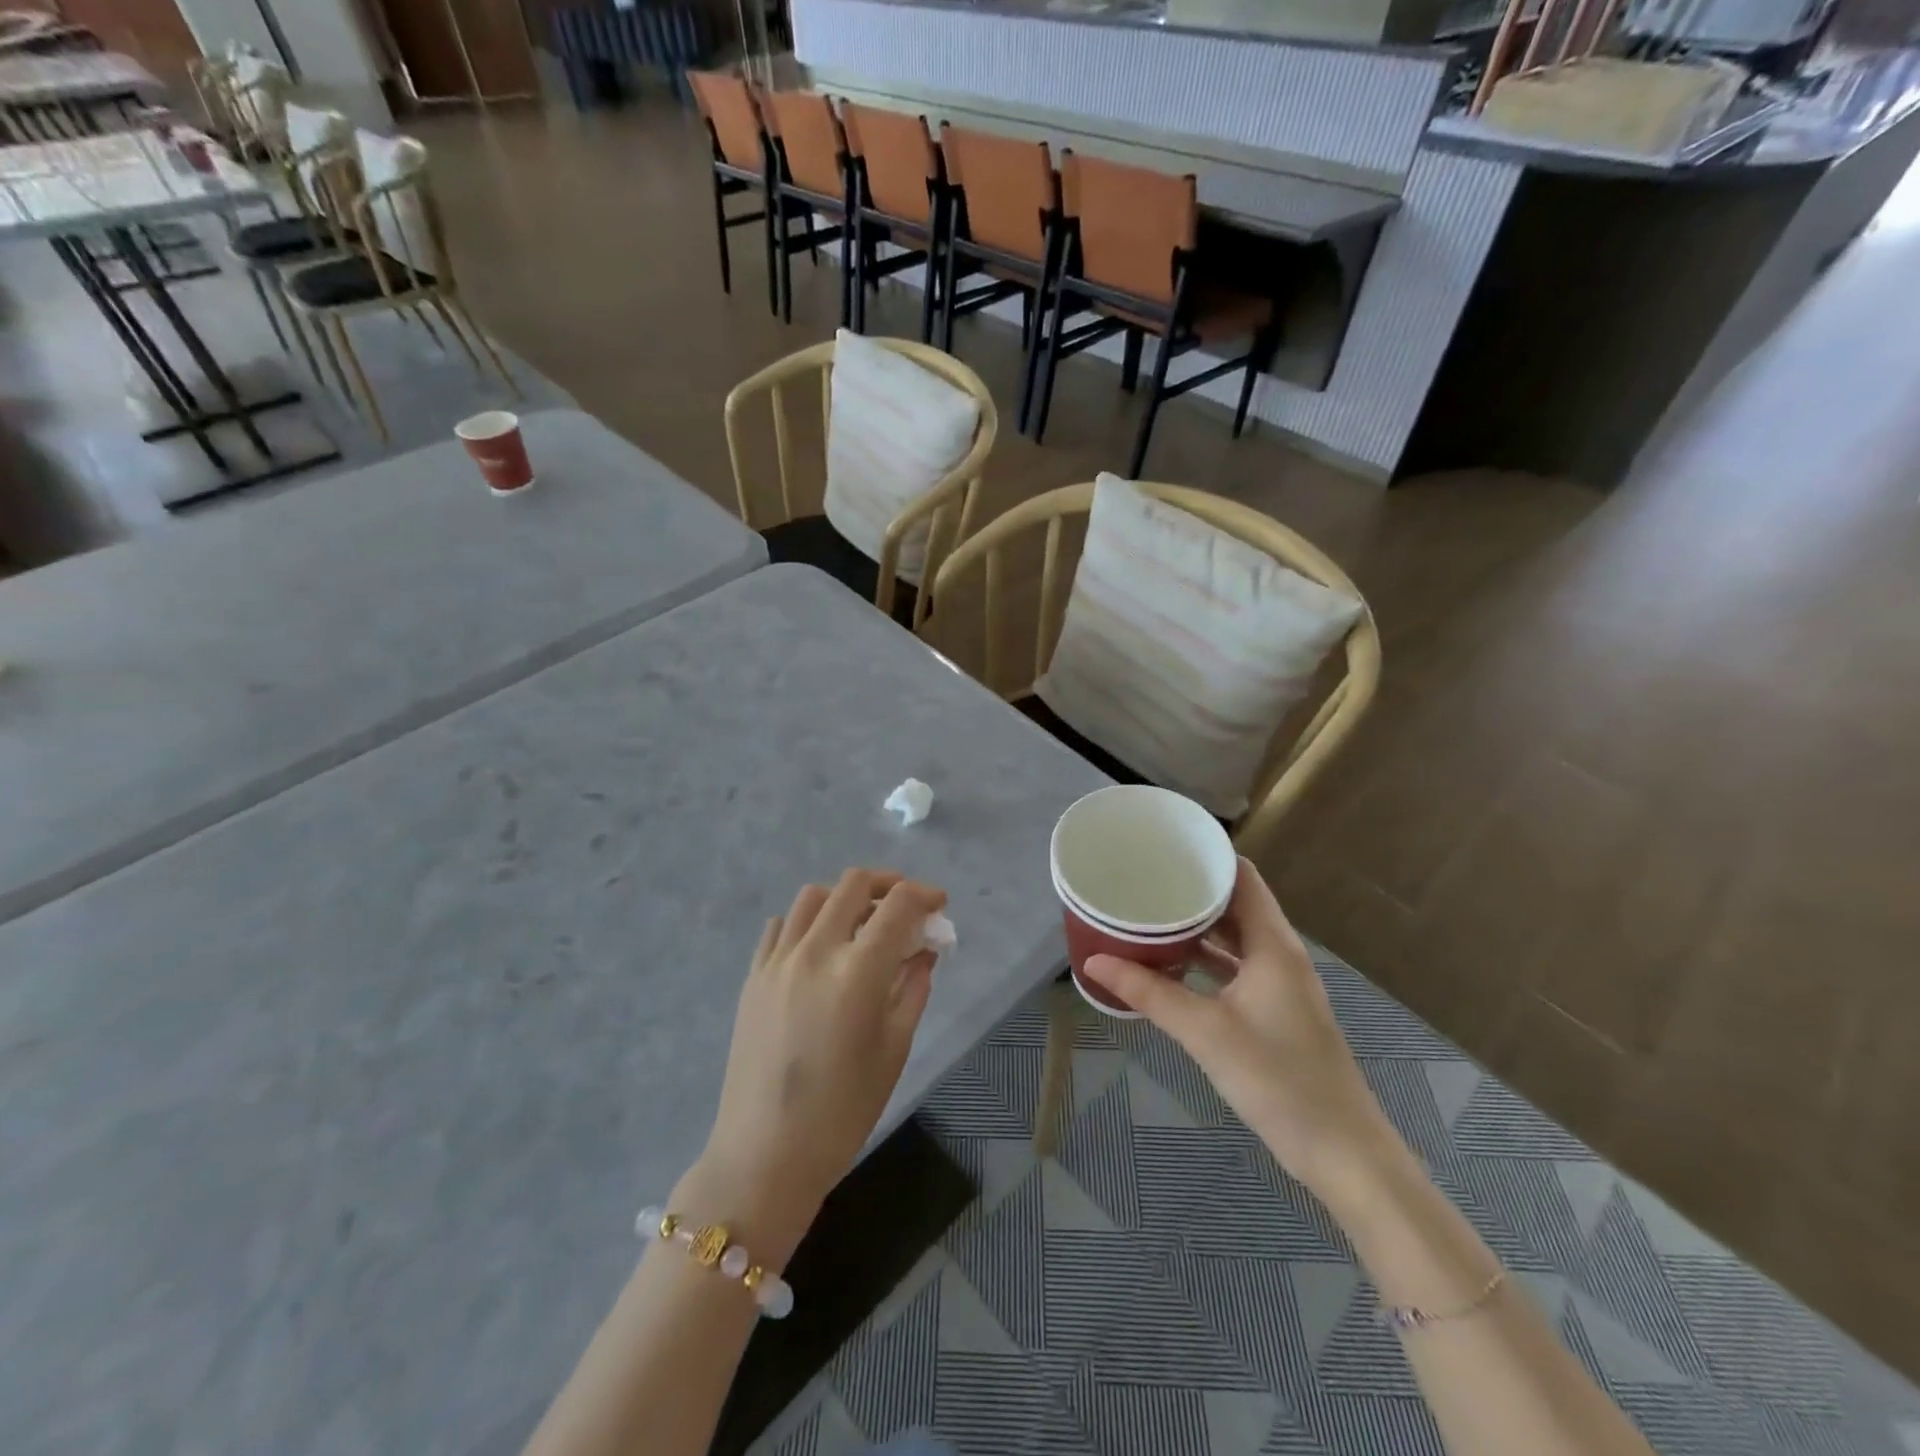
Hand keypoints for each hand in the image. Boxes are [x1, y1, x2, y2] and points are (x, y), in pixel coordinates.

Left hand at [678, 869, 947, 1263]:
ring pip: (813, 896)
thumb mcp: (893, 1049)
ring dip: (845, 898)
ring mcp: (777, 960)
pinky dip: (806, 922)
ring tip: (861, 924)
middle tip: (905, 907)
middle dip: (888, 884)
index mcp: (857, 972)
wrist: (765, 1155)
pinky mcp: (753, 976)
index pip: (898, 905)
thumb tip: (924, 951)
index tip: (938, 906)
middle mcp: (815, 951)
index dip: (925, 895)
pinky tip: (819, 948)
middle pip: (854, 883)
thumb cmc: (843, 1111)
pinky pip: (781, 926)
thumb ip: (912, 989)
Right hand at [1082, 858, 1402, 1201]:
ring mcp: (1280, 984)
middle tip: (1143, 878)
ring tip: (1148, 914)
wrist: (1342, 1153)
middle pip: (1236, 904)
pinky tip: (1170, 966)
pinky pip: (1236, 967)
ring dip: (1197, 927)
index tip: (1163, 847)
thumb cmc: (1277, 1079)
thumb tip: (1095, 961)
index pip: (1242, 876)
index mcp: (1273, 945)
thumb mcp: (1205, 1032)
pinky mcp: (1276, 1011)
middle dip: (1192, 890)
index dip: (1207, 856)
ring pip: (1235, 938)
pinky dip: (1206, 960)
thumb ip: (1149, 994)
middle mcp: (1280, 954)